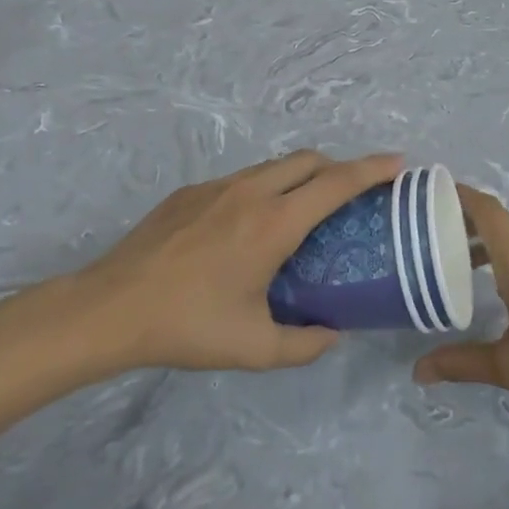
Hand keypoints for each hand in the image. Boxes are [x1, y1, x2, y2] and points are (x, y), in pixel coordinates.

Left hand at [87, 151, 401, 373]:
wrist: (110, 307)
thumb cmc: (188, 325)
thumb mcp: (254, 348)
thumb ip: (303, 344)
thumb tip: (332, 333)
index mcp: (274, 223)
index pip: (336, 183)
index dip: (372, 169)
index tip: (398, 164)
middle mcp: (251, 192)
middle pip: (309, 160)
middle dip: (339, 168)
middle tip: (352, 195)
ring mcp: (217, 187)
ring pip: (274, 166)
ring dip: (300, 177)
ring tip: (303, 213)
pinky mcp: (190, 192)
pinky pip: (242, 179)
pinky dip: (264, 189)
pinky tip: (248, 229)